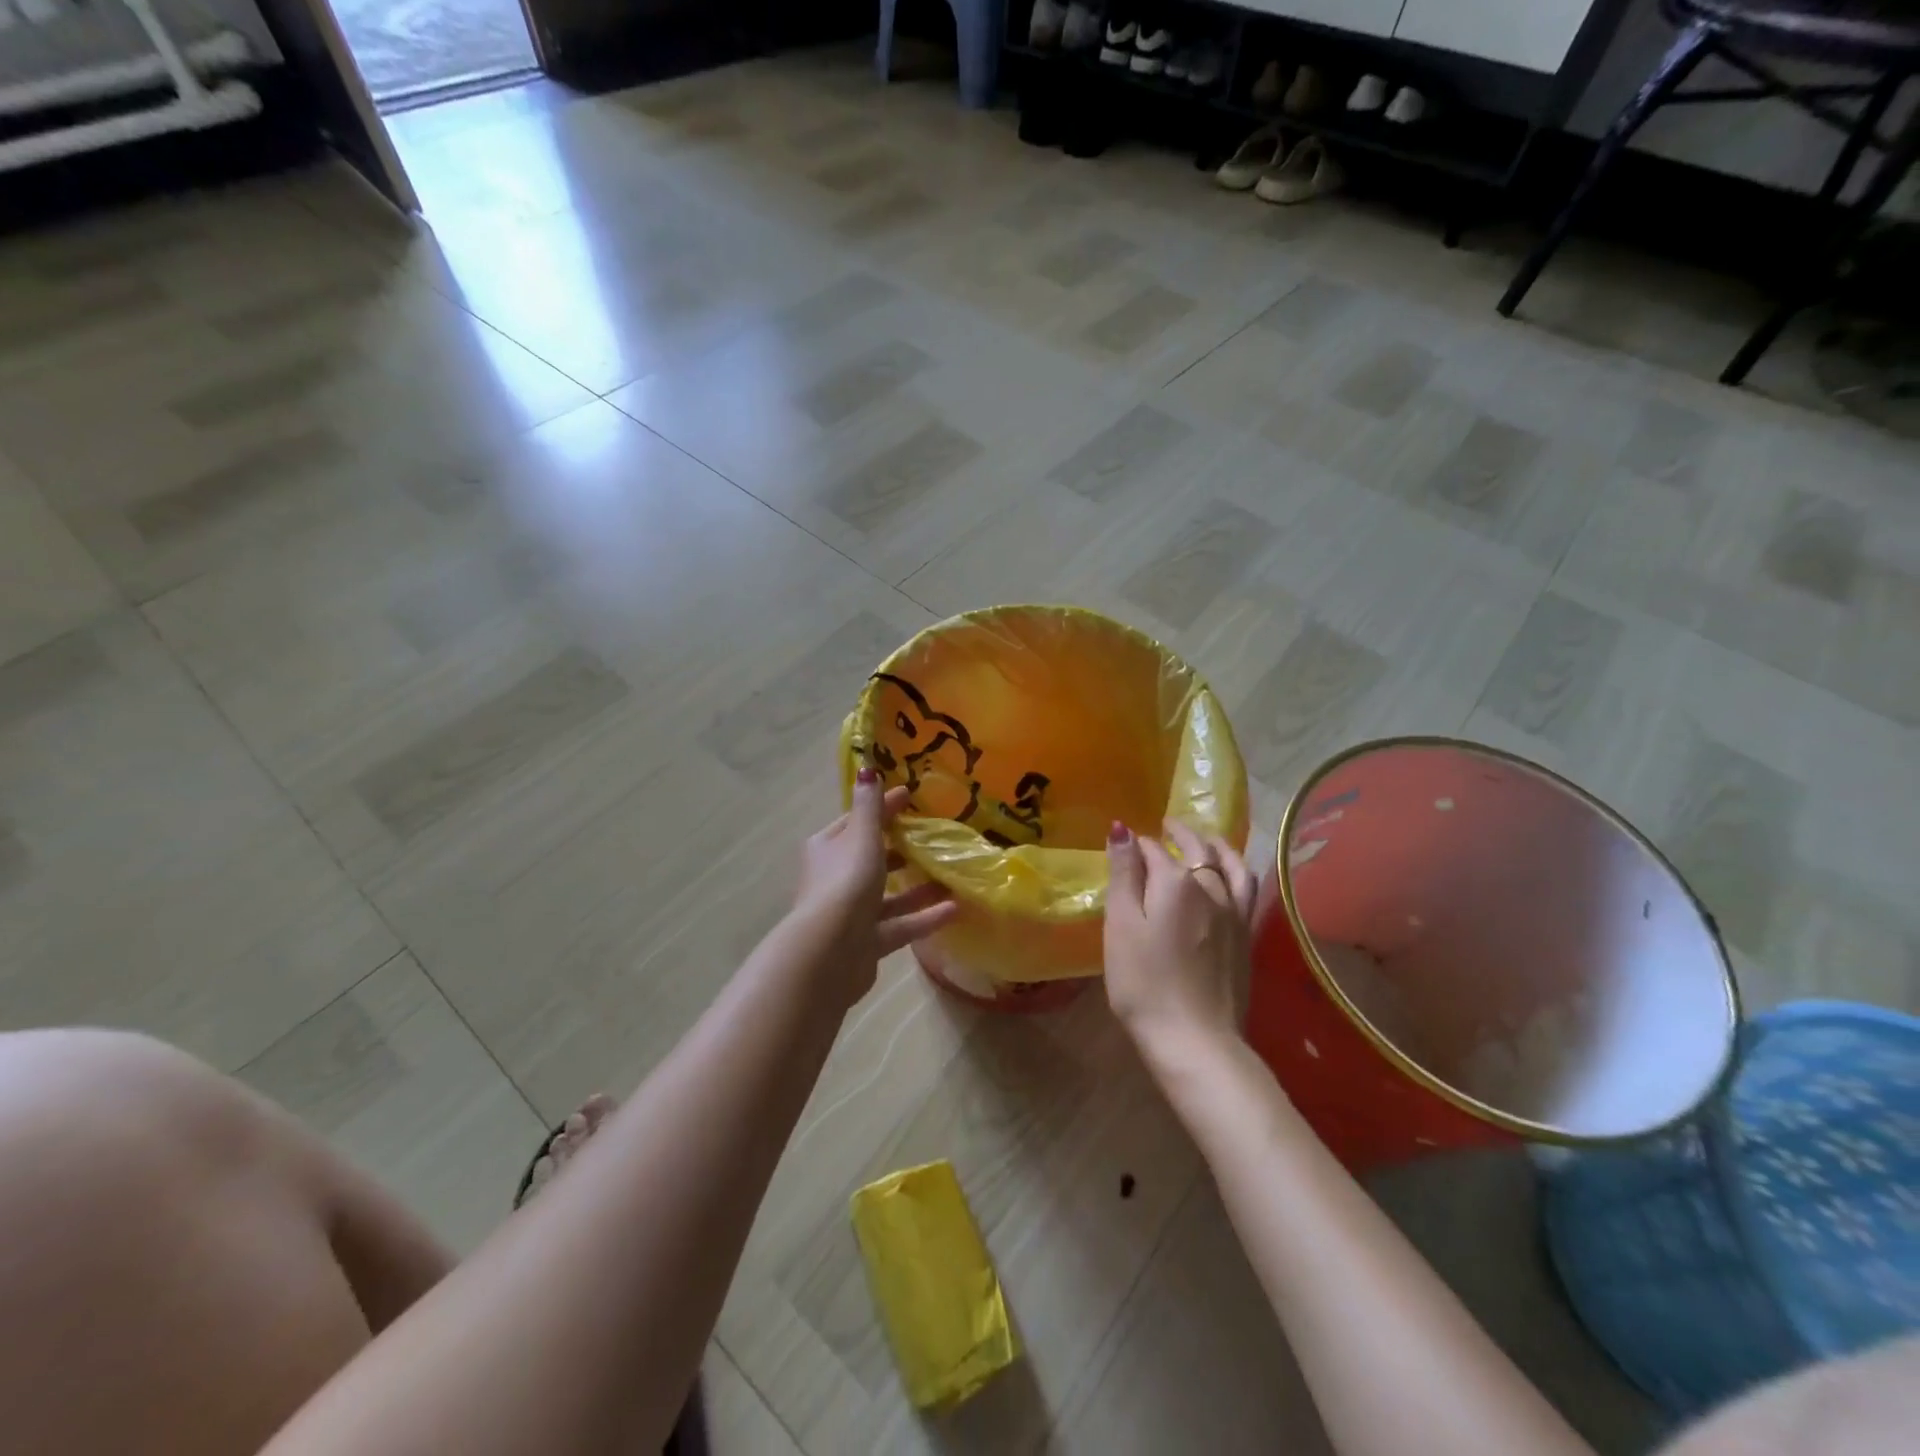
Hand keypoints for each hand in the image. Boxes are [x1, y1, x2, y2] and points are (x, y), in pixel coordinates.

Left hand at [794, 768, 958, 1002]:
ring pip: (888, 895)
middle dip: (901, 849)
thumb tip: (867, 769)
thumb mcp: (861, 837)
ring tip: (952, 876)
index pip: (857, 821)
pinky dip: (924, 917)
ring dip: (919, 887)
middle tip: (935, 839)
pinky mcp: (866, 943)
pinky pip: (900, 925)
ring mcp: (850, 914)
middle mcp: (835, 878)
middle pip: (872, 858)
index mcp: (827, 848)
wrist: (829, 952)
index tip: (911, 797)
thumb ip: (870, 807)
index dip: (883, 808)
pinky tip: (955, 909)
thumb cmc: (846, 883)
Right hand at [1103, 819, 1256, 1061]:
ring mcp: (1234, 912)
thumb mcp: (1121, 927)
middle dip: (1179, 834)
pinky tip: (1233, 876)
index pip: (1153, 850)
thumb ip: (1124, 875)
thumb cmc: (1144, 983)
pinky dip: (1238, 870)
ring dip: (1216, 845)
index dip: (1138, 846)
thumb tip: (1123, 829)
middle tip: (1166, 827)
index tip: (1125, 848)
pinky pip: (1247, 889)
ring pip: (1230, 864)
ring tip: (1206, 839)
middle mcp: (1210, 887)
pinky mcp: (1246, 936)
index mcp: (1175, 882)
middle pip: (1196, 849)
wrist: (1195, 1039)